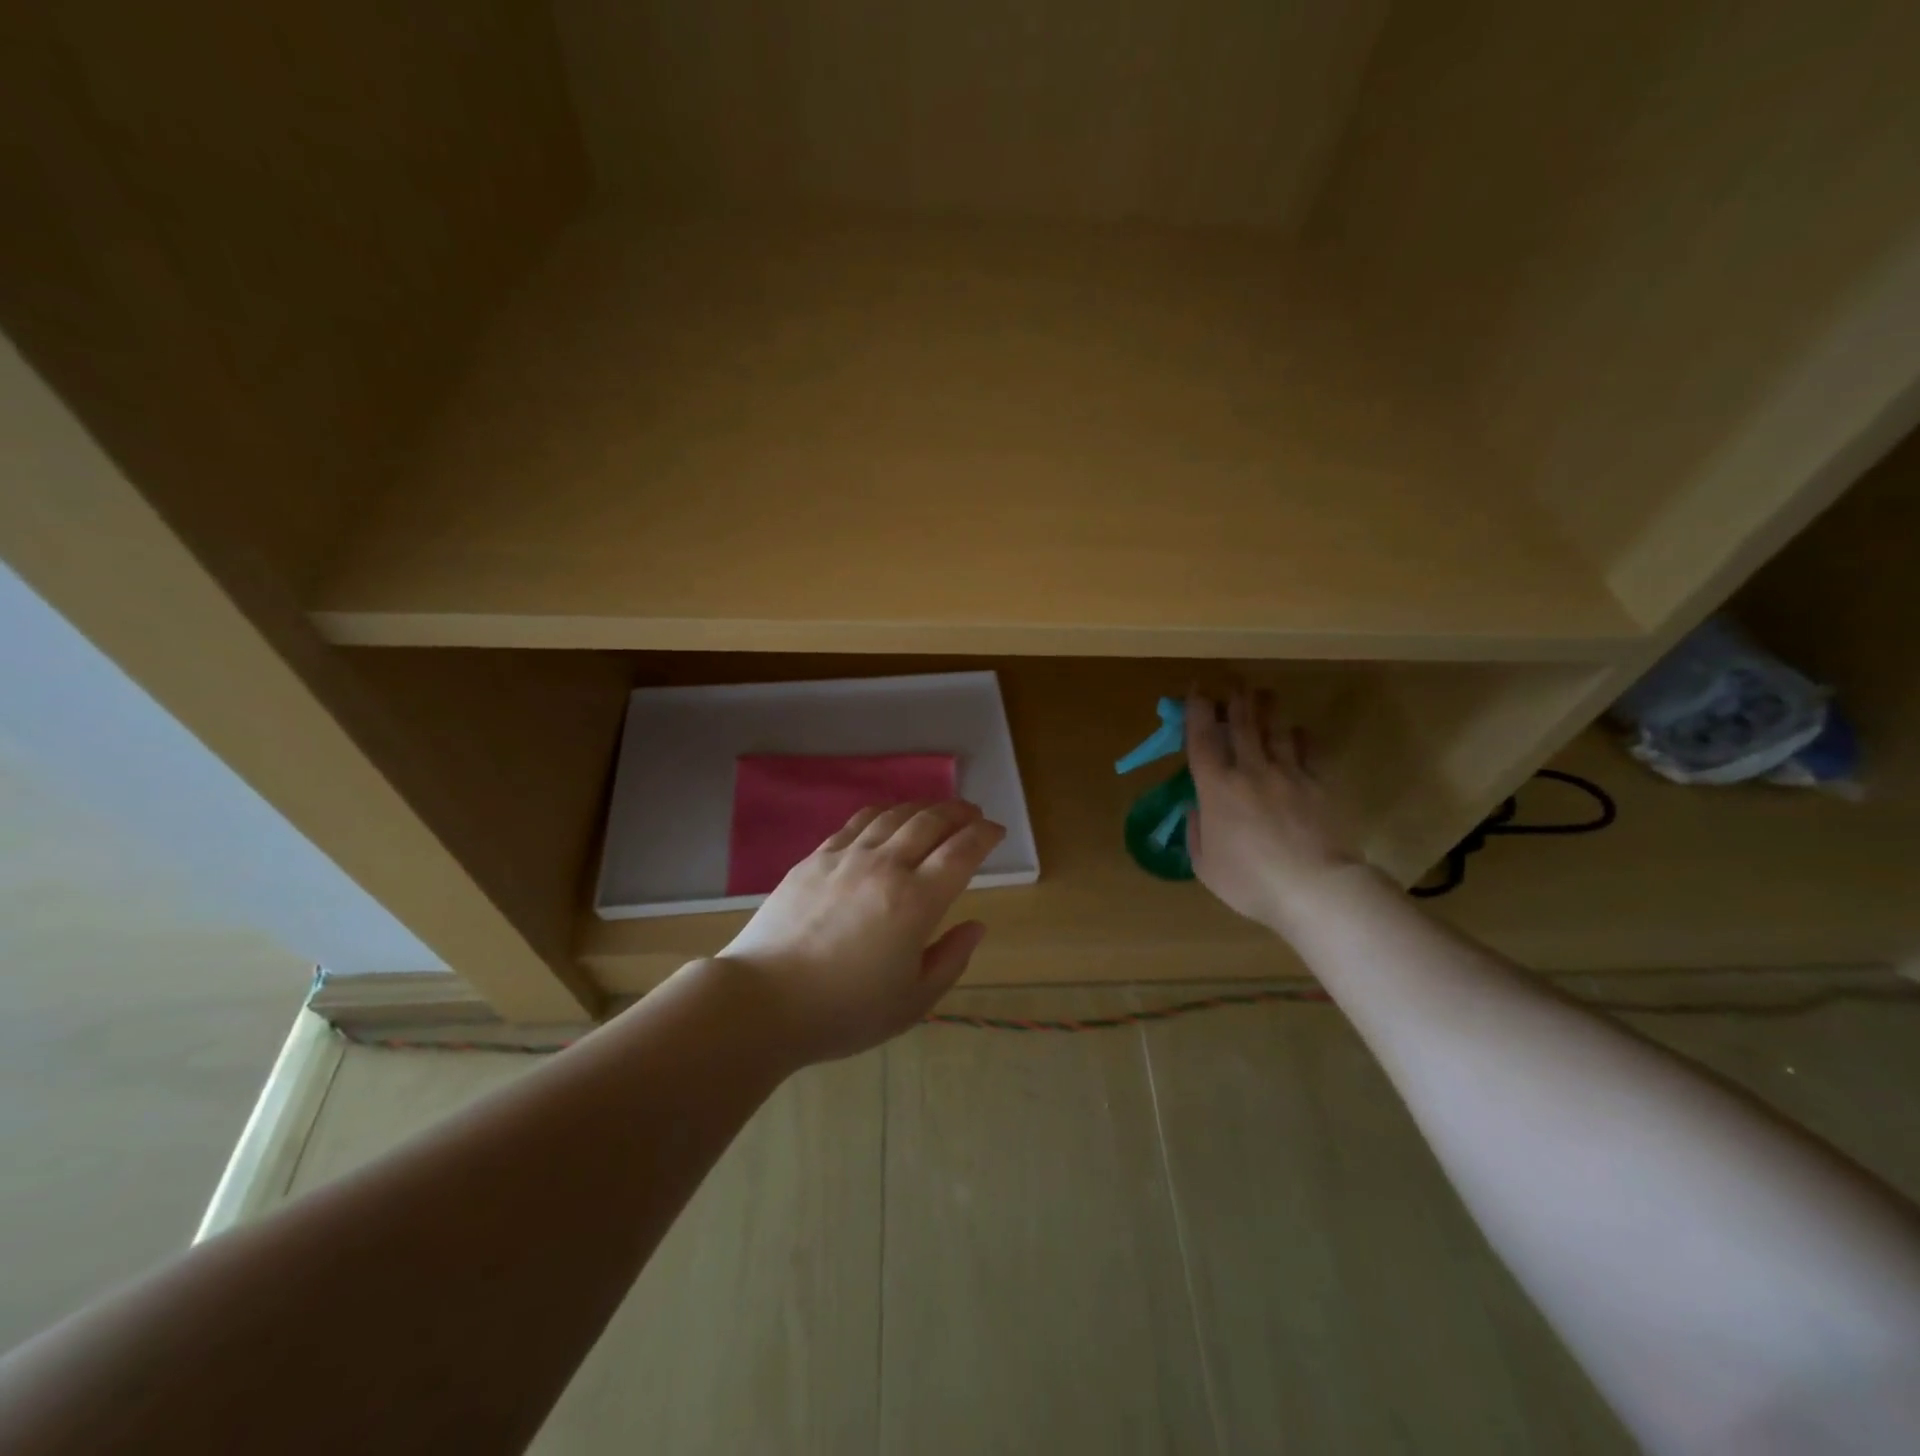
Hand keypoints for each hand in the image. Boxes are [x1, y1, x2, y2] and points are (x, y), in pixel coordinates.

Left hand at [717, 800, 1006, 1063]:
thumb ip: (951, 959)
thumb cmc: (844, 1011)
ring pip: (894, 815)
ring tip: (938, 809)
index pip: (962, 852)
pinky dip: (883, 812)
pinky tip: (888, 815)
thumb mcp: (912, 1001)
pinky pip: (857, 822)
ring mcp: (846, 857)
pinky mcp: (815, 858)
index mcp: (916, 901)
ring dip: (923, 806)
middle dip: (959, 812)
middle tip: (973, 813)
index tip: (996, 831)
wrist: (763, 1001)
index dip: (984, 835)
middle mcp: (885, 866)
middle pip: (930, 822)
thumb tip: (976, 926)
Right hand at [1186, 689, 1363, 935]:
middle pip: (1242, 724)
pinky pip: (1307, 750)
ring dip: (1267, 709)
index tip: (1196, 691)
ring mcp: (1287, 774)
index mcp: (1216, 788)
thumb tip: (1197, 809)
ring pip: (1275, 730)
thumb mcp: (1205, 865)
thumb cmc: (1249, 881)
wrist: (1314, 888)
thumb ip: (1196, 832)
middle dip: (1235, 699)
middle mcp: (1249, 770)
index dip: (1197, 711)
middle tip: (1233, 681)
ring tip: (1264, 695)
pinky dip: (1299, 737)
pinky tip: (1297, 732)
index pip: (1202, 738)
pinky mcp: (1317, 785)